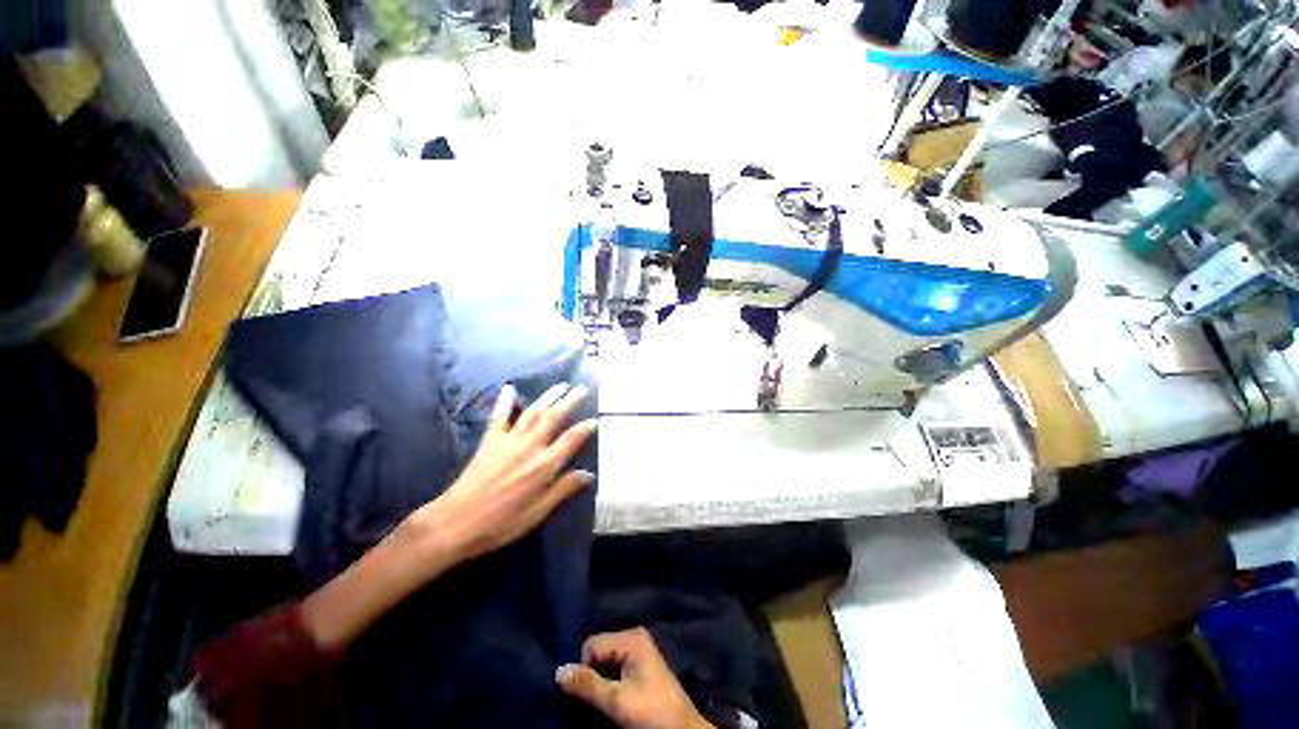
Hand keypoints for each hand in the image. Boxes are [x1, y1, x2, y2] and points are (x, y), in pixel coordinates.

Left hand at [403, 382, 597, 568]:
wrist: (455, 523)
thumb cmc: (501, 523)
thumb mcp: (538, 513)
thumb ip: (563, 490)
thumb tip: (589, 475)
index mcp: (544, 466)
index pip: (571, 440)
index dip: (585, 428)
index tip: (594, 420)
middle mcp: (530, 447)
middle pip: (554, 417)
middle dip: (570, 401)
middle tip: (582, 389)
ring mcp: (509, 440)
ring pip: (533, 412)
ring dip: (549, 396)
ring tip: (561, 385)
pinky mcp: (490, 440)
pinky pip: (499, 416)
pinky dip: (505, 401)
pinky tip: (510, 388)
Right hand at [556, 628, 713, 728]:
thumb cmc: (651, 714)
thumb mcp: (616, 701)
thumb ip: (587, 685)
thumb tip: (558, 671)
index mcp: (630, 637)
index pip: (591, 645)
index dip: (585, 671)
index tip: (590, 696)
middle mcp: (633, 637)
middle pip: (597, 653)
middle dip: (592, 677)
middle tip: (598, 701)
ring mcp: (638, 651)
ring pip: (603, 664)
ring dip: (599, 684)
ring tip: (606, 703)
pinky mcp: (640, 667)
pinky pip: (613, 670)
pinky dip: (608, 685)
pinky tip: (613, 700)